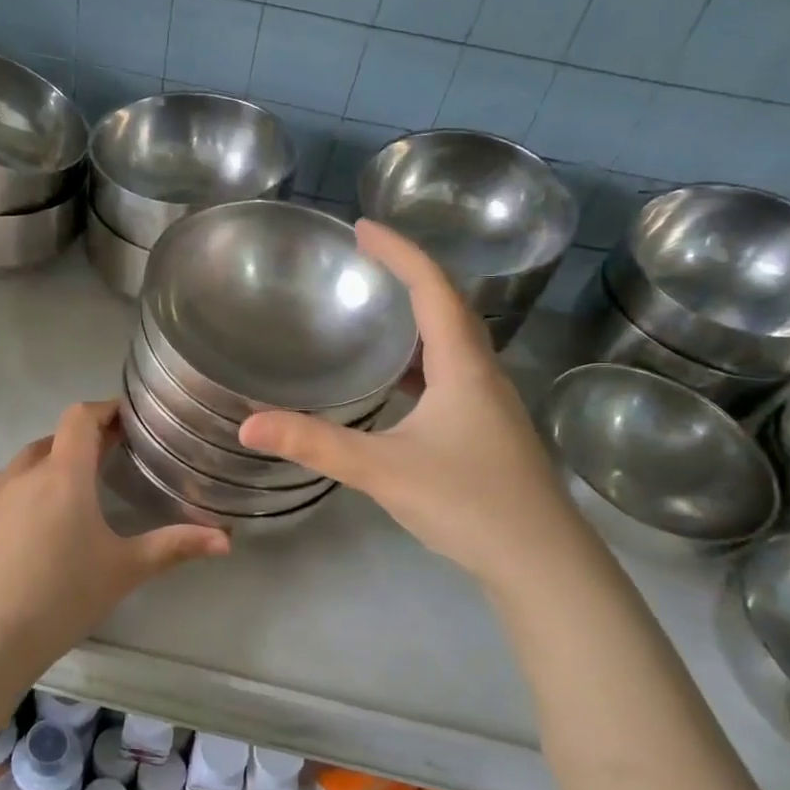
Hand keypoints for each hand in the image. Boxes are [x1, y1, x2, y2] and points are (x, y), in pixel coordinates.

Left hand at [0, 400, 229, 675]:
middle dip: (86, 437)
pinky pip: (11, 482)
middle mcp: (26, 473)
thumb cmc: (63, 596)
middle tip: (116, 453)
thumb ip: (175, 547)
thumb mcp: (124, 569)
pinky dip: (34, 481)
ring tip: (83, 482)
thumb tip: (226, 539)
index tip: (130, 418)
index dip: (106, 409)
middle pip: (57, 436)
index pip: (80, 417)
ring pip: (31, 458)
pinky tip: (46, 515)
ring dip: (58, 458)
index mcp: (63, 474)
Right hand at [238, 221, 580, 587]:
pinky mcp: (488, 430)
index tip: (362, 228)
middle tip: (365, 260)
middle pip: (449, 306)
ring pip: (453, 342)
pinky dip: (421, 359)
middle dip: (408, 275)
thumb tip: (247, 424)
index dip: (399, 251)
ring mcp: (490, 404)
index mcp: (463, 366)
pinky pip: (452, 373)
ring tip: (375, 309)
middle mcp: (483, 374)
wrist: (542, 562)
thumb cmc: (468, 503)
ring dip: (418, 316)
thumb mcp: (383, 470)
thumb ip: (315, 444)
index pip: (432, 288)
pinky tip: (396, 381)